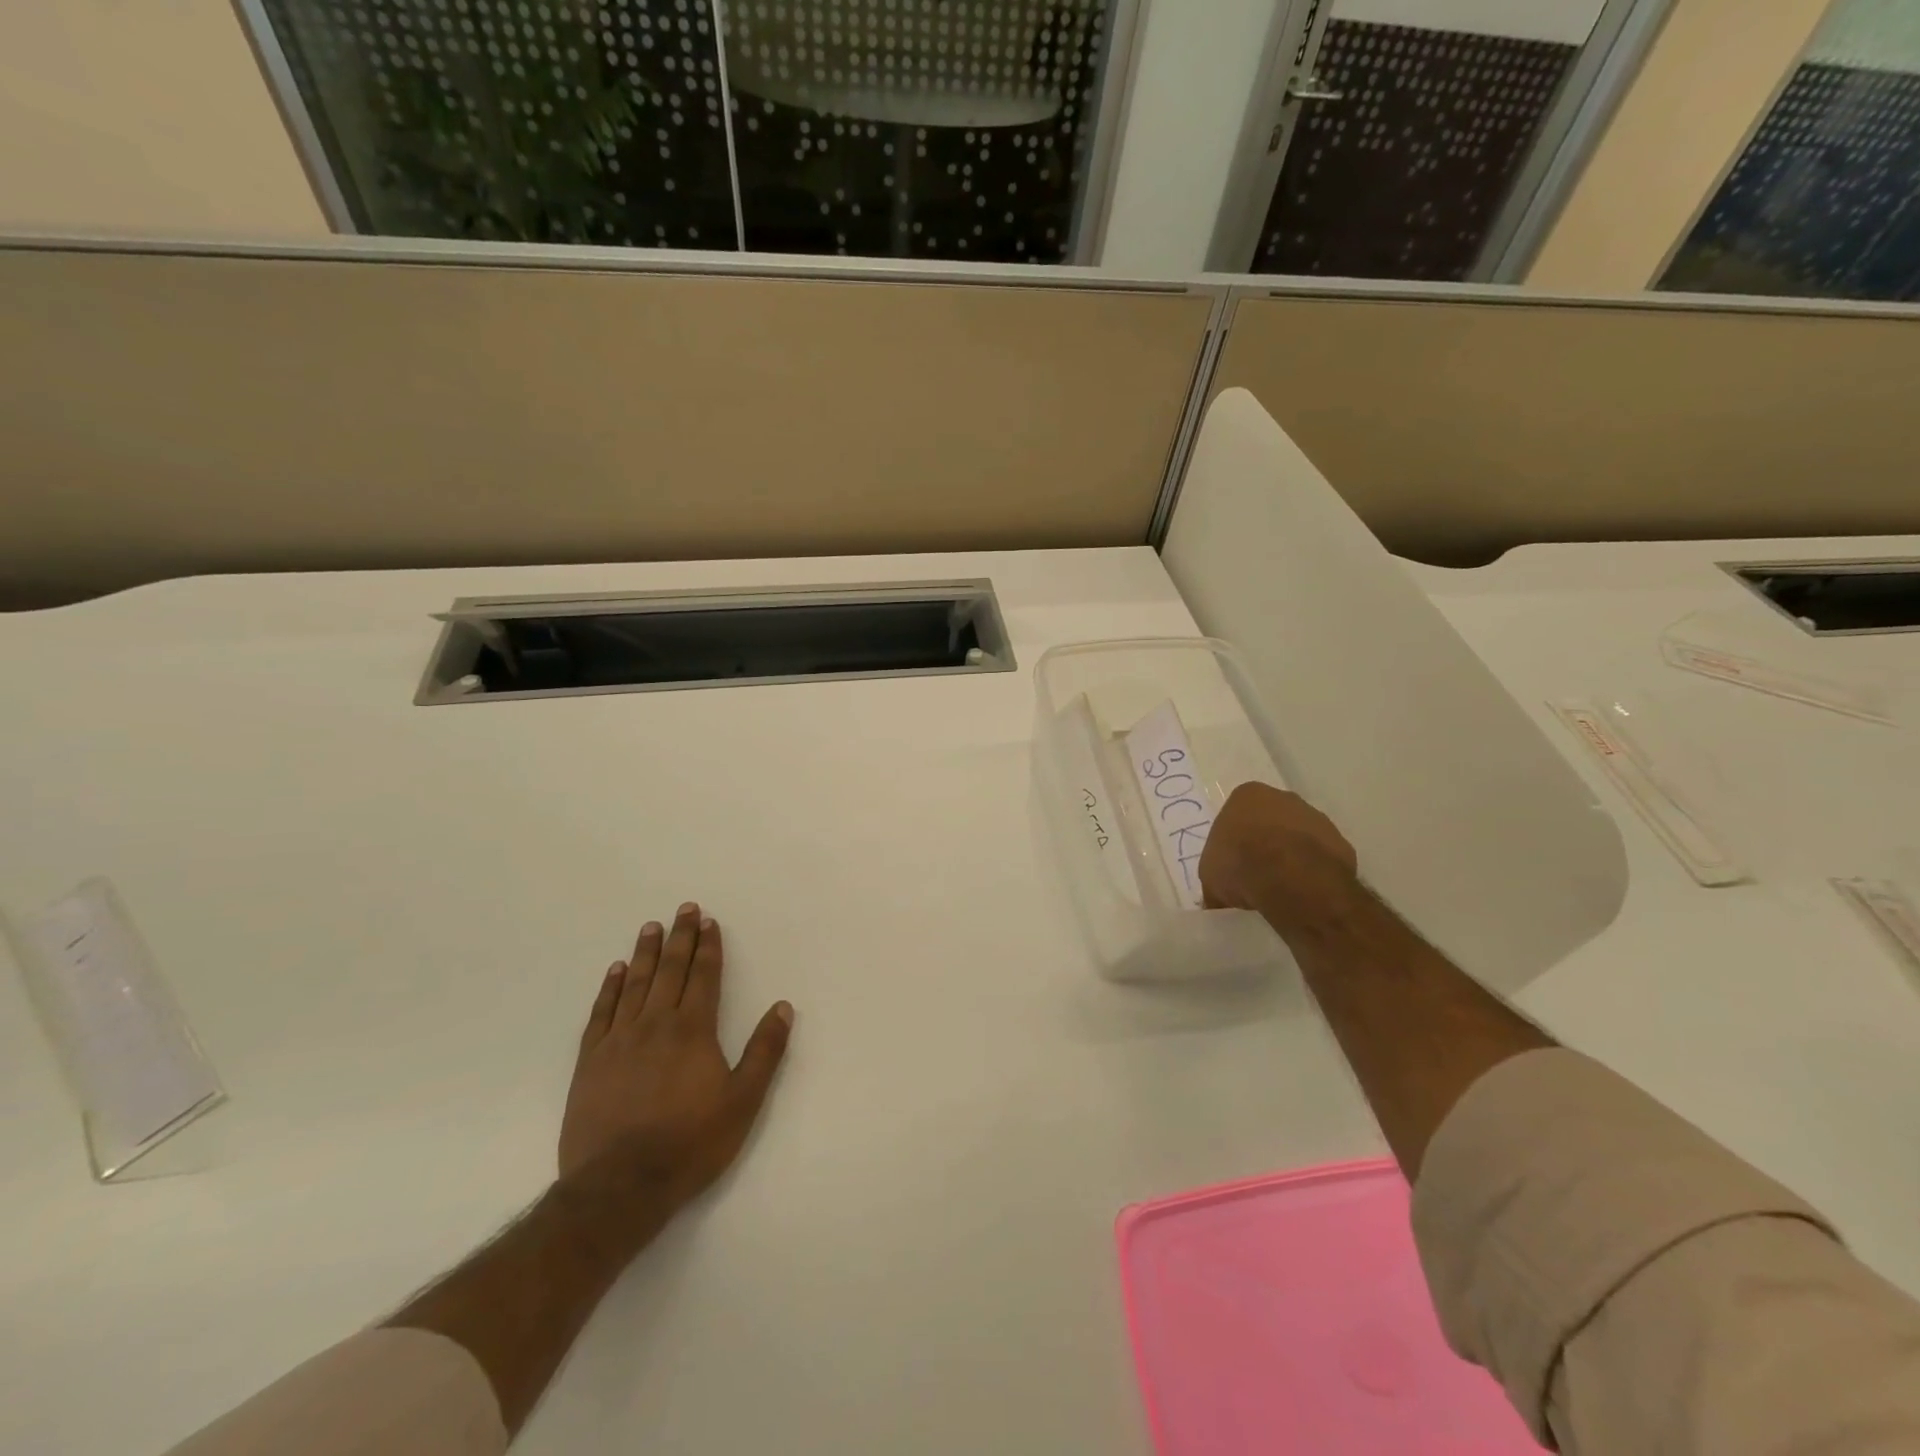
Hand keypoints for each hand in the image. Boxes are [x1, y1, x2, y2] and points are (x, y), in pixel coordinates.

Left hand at [559, 903, 793, 1220]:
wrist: (619, 1186)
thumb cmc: (690, 1143)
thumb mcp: (743, 1101)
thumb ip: (765, 1051)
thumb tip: (783, 1007)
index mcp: (693, 1030)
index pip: (703, 976)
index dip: (708, 947)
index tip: (709, 922)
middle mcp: (655, 1024)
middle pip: (670, 971)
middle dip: (680, 938)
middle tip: (684, 909)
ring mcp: (618, 1041)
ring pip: (635, 984)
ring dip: (645, 953)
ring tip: (651, 927)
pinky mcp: (590, 1061)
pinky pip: (601, 1013)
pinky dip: (609, 988)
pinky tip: (615, 971)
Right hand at [1200, 783, 1361, 935]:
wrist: (1291, 879)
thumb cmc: (1240, 863)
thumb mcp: (1209, 876)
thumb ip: (1215, 878)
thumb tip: (1216, 896)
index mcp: (1247, 795)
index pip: (1237, 815)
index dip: (1235, 841)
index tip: (1233, 864)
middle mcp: (1284, 798)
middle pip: (1271, 821)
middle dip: (1265, 843)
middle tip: (1256, 874)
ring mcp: (1316, 818)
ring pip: (1299, 838)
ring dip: (1291, 857)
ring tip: (1281, 888)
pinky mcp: (1341, 843)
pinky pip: (1321, 858)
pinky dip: (1313, 873)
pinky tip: (1303, 893)